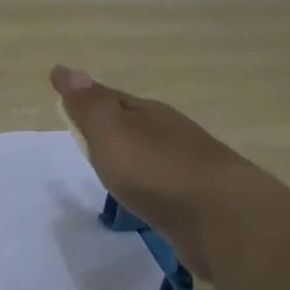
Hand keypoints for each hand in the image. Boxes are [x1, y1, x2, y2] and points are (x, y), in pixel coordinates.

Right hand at [51, 64, 244, 278]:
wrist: (225, 219)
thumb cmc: (158, 170)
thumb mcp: (112, 132)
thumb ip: (89, 106)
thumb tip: (66, 69)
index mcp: (149, 113)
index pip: (110, 97)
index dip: (85, 96)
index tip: (63, 92)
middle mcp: (171, 133)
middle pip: (134, 122)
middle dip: (112, 122)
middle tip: (88, 127)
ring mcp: (190, 165)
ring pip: (152, 152)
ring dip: (133, 154)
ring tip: (114, 165)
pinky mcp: (200, 199)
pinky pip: (164, 182)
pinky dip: (149, 181)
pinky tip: (147, 194)